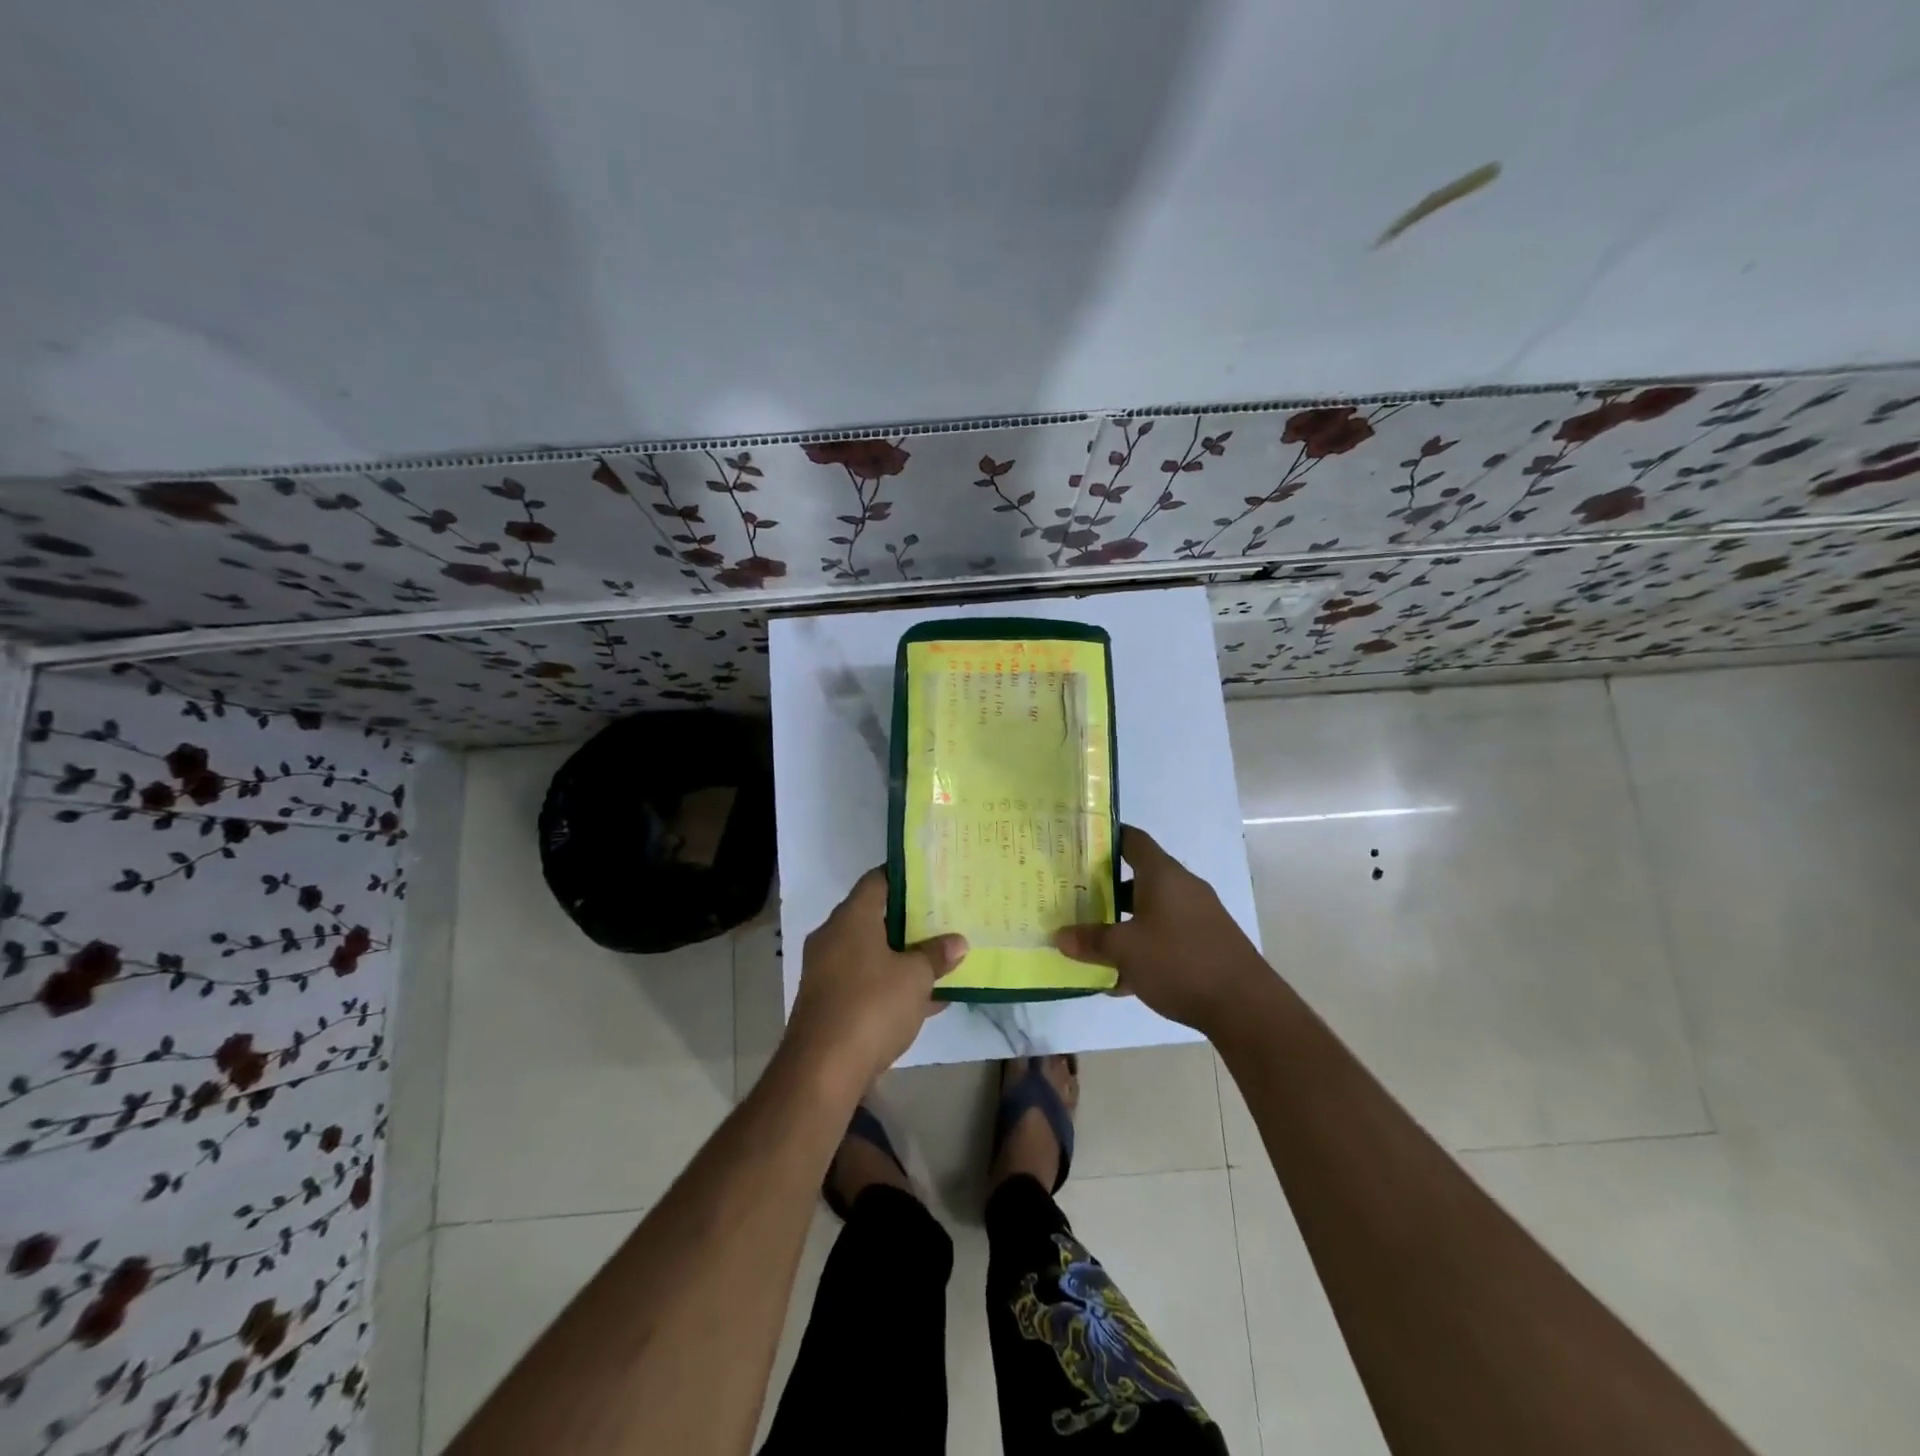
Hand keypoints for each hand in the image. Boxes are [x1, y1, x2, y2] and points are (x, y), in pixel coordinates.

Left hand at [786, 869, 966, 1089]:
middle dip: (909, 920)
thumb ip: (936, 955)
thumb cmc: (871, 1005)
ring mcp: (828, 971)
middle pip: (874, 916)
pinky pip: (866, 982)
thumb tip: (957, 942)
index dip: (905, 876)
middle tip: (943, 917)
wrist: (822, 1070)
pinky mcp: (829, 1003)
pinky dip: (891, 985)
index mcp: (851, 918)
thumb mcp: (915, 978)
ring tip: (941, 956)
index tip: (932, 879)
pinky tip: (927, 999)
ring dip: (902, 956)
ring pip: (871, 952)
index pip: (877, 880)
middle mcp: (833, 937)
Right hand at [1055, 826, 1270, 1035]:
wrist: (1244, 1005)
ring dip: (1124, 922)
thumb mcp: (1125, 951)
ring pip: (1151, 910)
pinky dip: (1144, 946)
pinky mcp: (1206, 942)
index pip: (1132, 840)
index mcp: (1163, 874)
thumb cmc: (1179, 961)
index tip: (1078, 845)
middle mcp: (1182, 887)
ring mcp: (1198, 915)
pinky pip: (1166, 935)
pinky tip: (1121, 977)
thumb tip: (1059, 936)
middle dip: (1106, 888)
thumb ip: (1091, 941)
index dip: (1106, 838)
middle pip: (1138, 877)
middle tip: (1074, 896)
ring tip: (1092, 939)